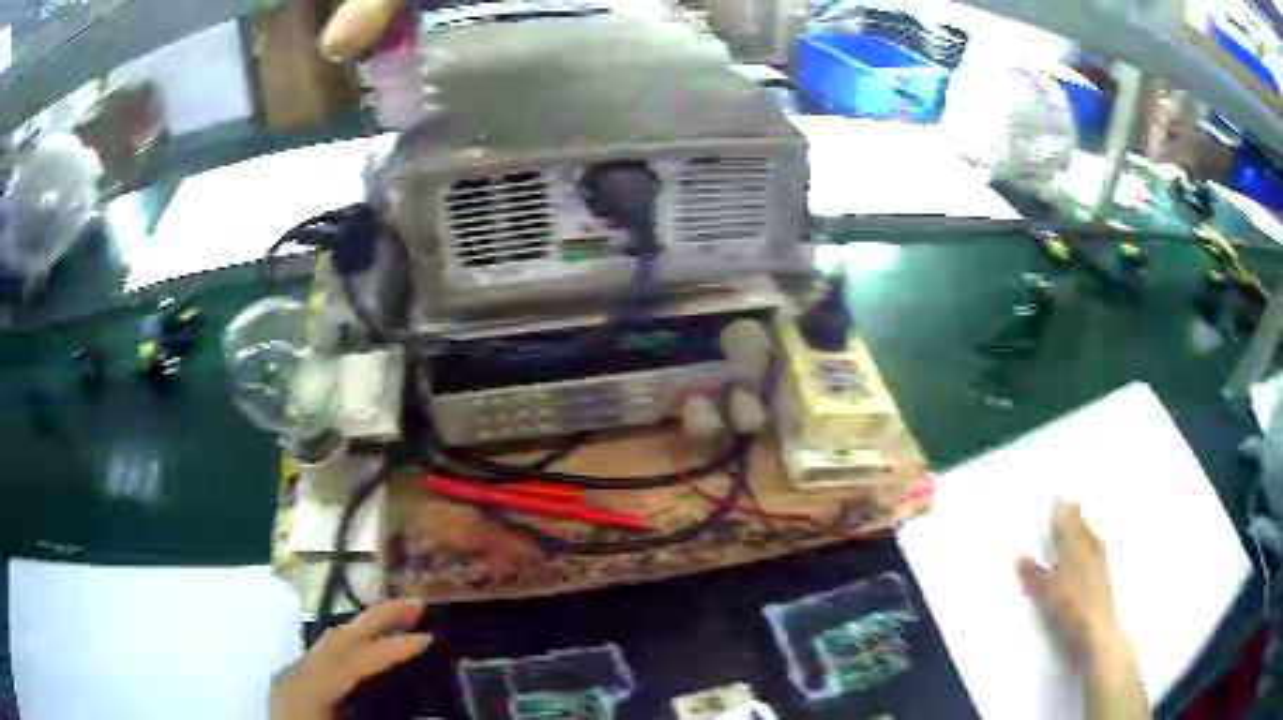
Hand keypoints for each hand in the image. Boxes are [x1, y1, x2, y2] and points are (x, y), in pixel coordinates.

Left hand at [270, 598, 431, 719]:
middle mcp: (298, 674)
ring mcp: (297, 676)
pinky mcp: (301, 683)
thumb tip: (427, 710)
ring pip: (332, 642)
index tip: (428, 638)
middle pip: (339, 638)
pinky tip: (372, 645)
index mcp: (308, 690)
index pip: (353, 660)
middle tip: (417, 605)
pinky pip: (329, 654)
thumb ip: (379, 715)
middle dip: (378, 619)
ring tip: (401, 620)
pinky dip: (354, 642)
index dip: (390, 648)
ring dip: (367, 627)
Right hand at [1017, 499, 1123, 665]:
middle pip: (1080, 526)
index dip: (1059, 511)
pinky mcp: (1104, 576)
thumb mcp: (1047, 597)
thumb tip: (1018, 554)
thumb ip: (1034, 575)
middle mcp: (1088, 551)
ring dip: (1083, 523)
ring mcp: (1099, 562)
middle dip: (1072, 513)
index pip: (1065, 525)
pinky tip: (1095, 541)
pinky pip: (1097, 546)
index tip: (1054, 496)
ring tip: (1079, 514)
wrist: (1099, 633)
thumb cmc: (1072, 613)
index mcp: (1073, 552)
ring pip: (1090, 535)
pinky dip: (1092, 538)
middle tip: (1066, 501)